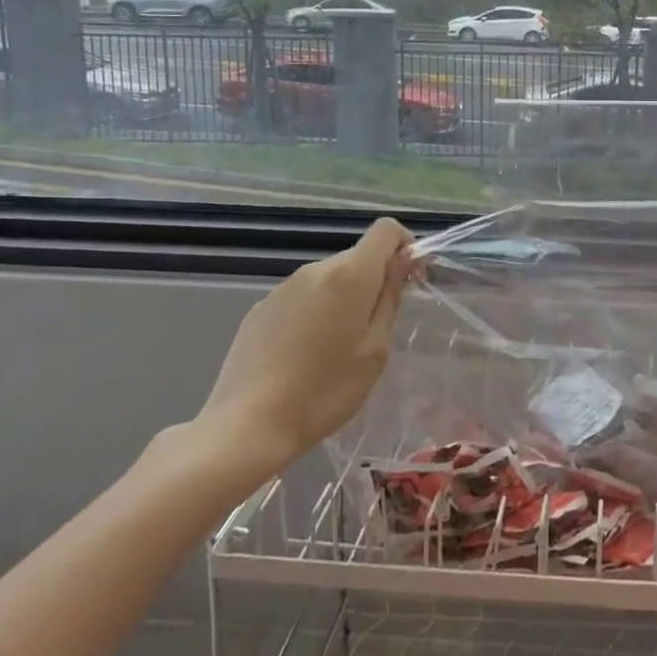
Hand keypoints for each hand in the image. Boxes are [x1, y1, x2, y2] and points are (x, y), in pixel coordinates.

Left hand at [187, 218, 417, 491]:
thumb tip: (404, 260)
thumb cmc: (325, 391)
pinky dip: (316, 310)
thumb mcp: (375, 349)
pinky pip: (303, 295)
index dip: (404, 245)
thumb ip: (390, 297)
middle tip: (377, 328)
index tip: (409, 279)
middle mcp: (316, 270)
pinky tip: (305, 353)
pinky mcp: (261, 307)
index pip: (385, 230)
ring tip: (338, 346)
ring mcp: (284, 286)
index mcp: (350, 275)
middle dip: (375, 279)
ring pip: (329, 277)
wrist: (247, 424)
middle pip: (358, 255)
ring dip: (344, 297)